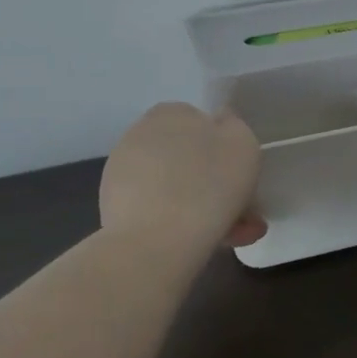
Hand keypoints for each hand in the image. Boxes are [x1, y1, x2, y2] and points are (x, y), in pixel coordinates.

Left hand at [100, 103, 266, 249]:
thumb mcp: (242, 143)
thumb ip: (234, 126)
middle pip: (189, 160)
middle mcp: (140, 136)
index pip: (200, 124)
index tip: (239, 177)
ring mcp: (122, 174)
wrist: (154, 243)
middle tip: (243, 216)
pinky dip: (178, 225)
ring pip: (175, 190)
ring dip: (202, 209)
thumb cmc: (208, 185)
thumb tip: (220, 123)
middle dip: (216, 186)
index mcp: (170, 113)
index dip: (223, 150)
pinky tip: (200, 244)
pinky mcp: (113, 209)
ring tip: (230, 238)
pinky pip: (157, 212)